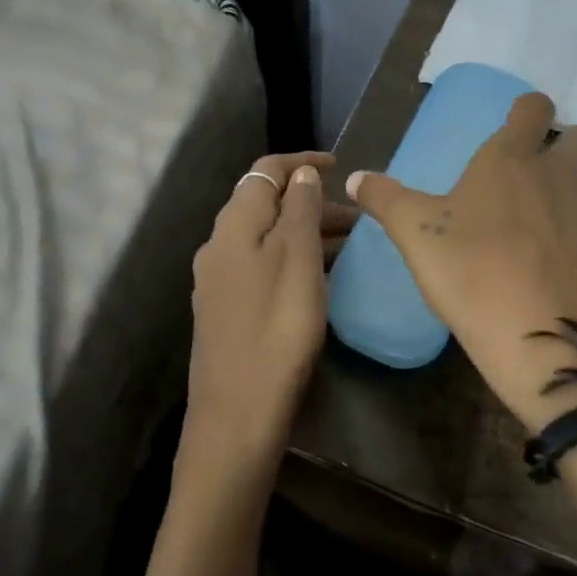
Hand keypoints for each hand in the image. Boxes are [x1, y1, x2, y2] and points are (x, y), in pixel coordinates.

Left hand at [185, 151, 352, 481]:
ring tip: (348, 248)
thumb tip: (300, 175)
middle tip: (357, 219)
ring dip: (304, 233)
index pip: (265, 172)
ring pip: (266, 239)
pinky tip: (318, 279)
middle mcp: (219, 246)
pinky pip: (262, 266)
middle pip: (266, 205)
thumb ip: (299, 211)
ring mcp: (219, 281)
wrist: (238, 412)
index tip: (339, 166)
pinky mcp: (226, 310)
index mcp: (233, 226)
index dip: (301, 163)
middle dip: (310, 202)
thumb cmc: (276, 330)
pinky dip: (292, 259)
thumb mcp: (297, 261)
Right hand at [347, 92, 576, 431]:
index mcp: (510, 161)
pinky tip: (564, 272)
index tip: (521, 121)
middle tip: (539, 175)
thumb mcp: (415, 235)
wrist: (542, 338)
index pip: (532, 109)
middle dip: (566, 145)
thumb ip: (386, 199)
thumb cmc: (471, 273)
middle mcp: (559, 177)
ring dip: (573, 197)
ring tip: (547, 233)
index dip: (528, 109)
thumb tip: (355, 178)